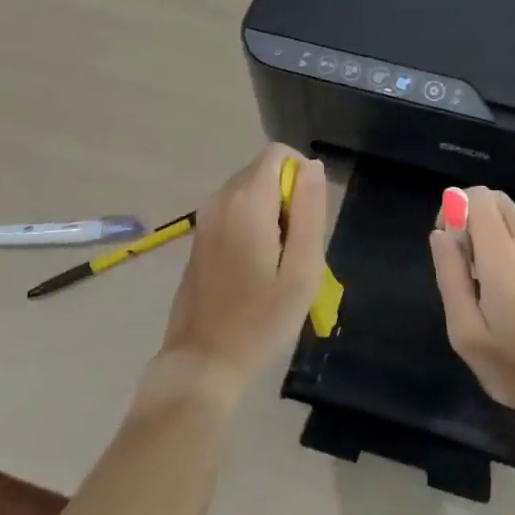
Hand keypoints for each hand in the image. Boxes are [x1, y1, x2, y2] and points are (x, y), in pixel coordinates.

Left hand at [153, 144, 328, 402]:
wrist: (203, 361)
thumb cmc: (260, 320)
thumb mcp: (302, 271)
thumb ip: (310, 212)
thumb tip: (313, 167)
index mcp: (247, 202)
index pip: (278, 154)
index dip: (302, 178)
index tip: (306, 221)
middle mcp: (221, 199)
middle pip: (264, 171)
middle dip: (287, 197)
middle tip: (294, 249)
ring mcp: (206, 216)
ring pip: (250, 190)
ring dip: (271, 212)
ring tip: (277, 261)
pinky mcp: (200, 234)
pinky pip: (235, 209)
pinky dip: (252, 223)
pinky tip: (255, 268)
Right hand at [430, 186, 514, 427]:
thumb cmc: (514, 367)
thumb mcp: (466, 331)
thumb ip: (450, 275)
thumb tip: (440, 234)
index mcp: (502, 256)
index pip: (477, 197)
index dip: (454, 207)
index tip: (447, 243)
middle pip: (495, 199)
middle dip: (470, 214)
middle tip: (461, 257)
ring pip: (512, 215)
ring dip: (489, 228)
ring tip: (480, 274)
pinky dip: (506, 241)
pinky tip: (504, 285)